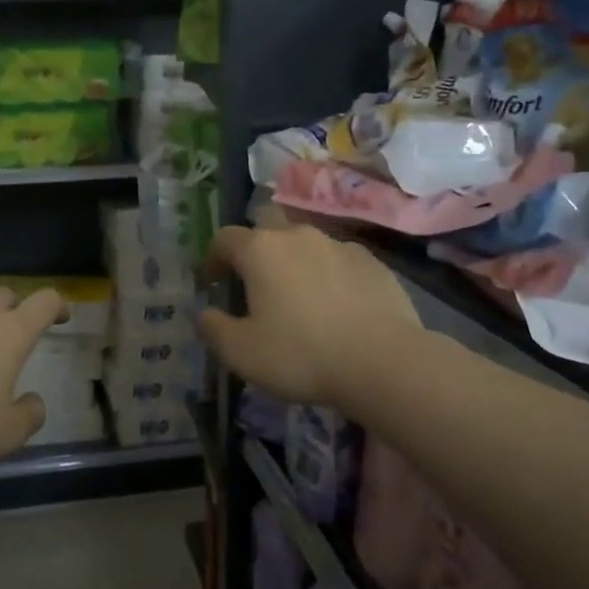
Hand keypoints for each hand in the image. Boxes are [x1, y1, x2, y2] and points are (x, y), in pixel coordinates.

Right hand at [197, 224, 420, 407]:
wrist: (383, 362)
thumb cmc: (300, 355)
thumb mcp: (241, 352)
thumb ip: (213, 328)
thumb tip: (204, 314)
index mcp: (261, 250)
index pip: (224, 238)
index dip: (213, 258)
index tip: (213, 282)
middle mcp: (298, 235)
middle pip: (268, 227)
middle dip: (257, 248)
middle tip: (256, 282)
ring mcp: (340, 245)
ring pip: (306, 243)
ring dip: (295, 262)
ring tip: (299, 297)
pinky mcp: (373, 263)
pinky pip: (339, 261)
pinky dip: (329, 275)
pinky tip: (336, 307)